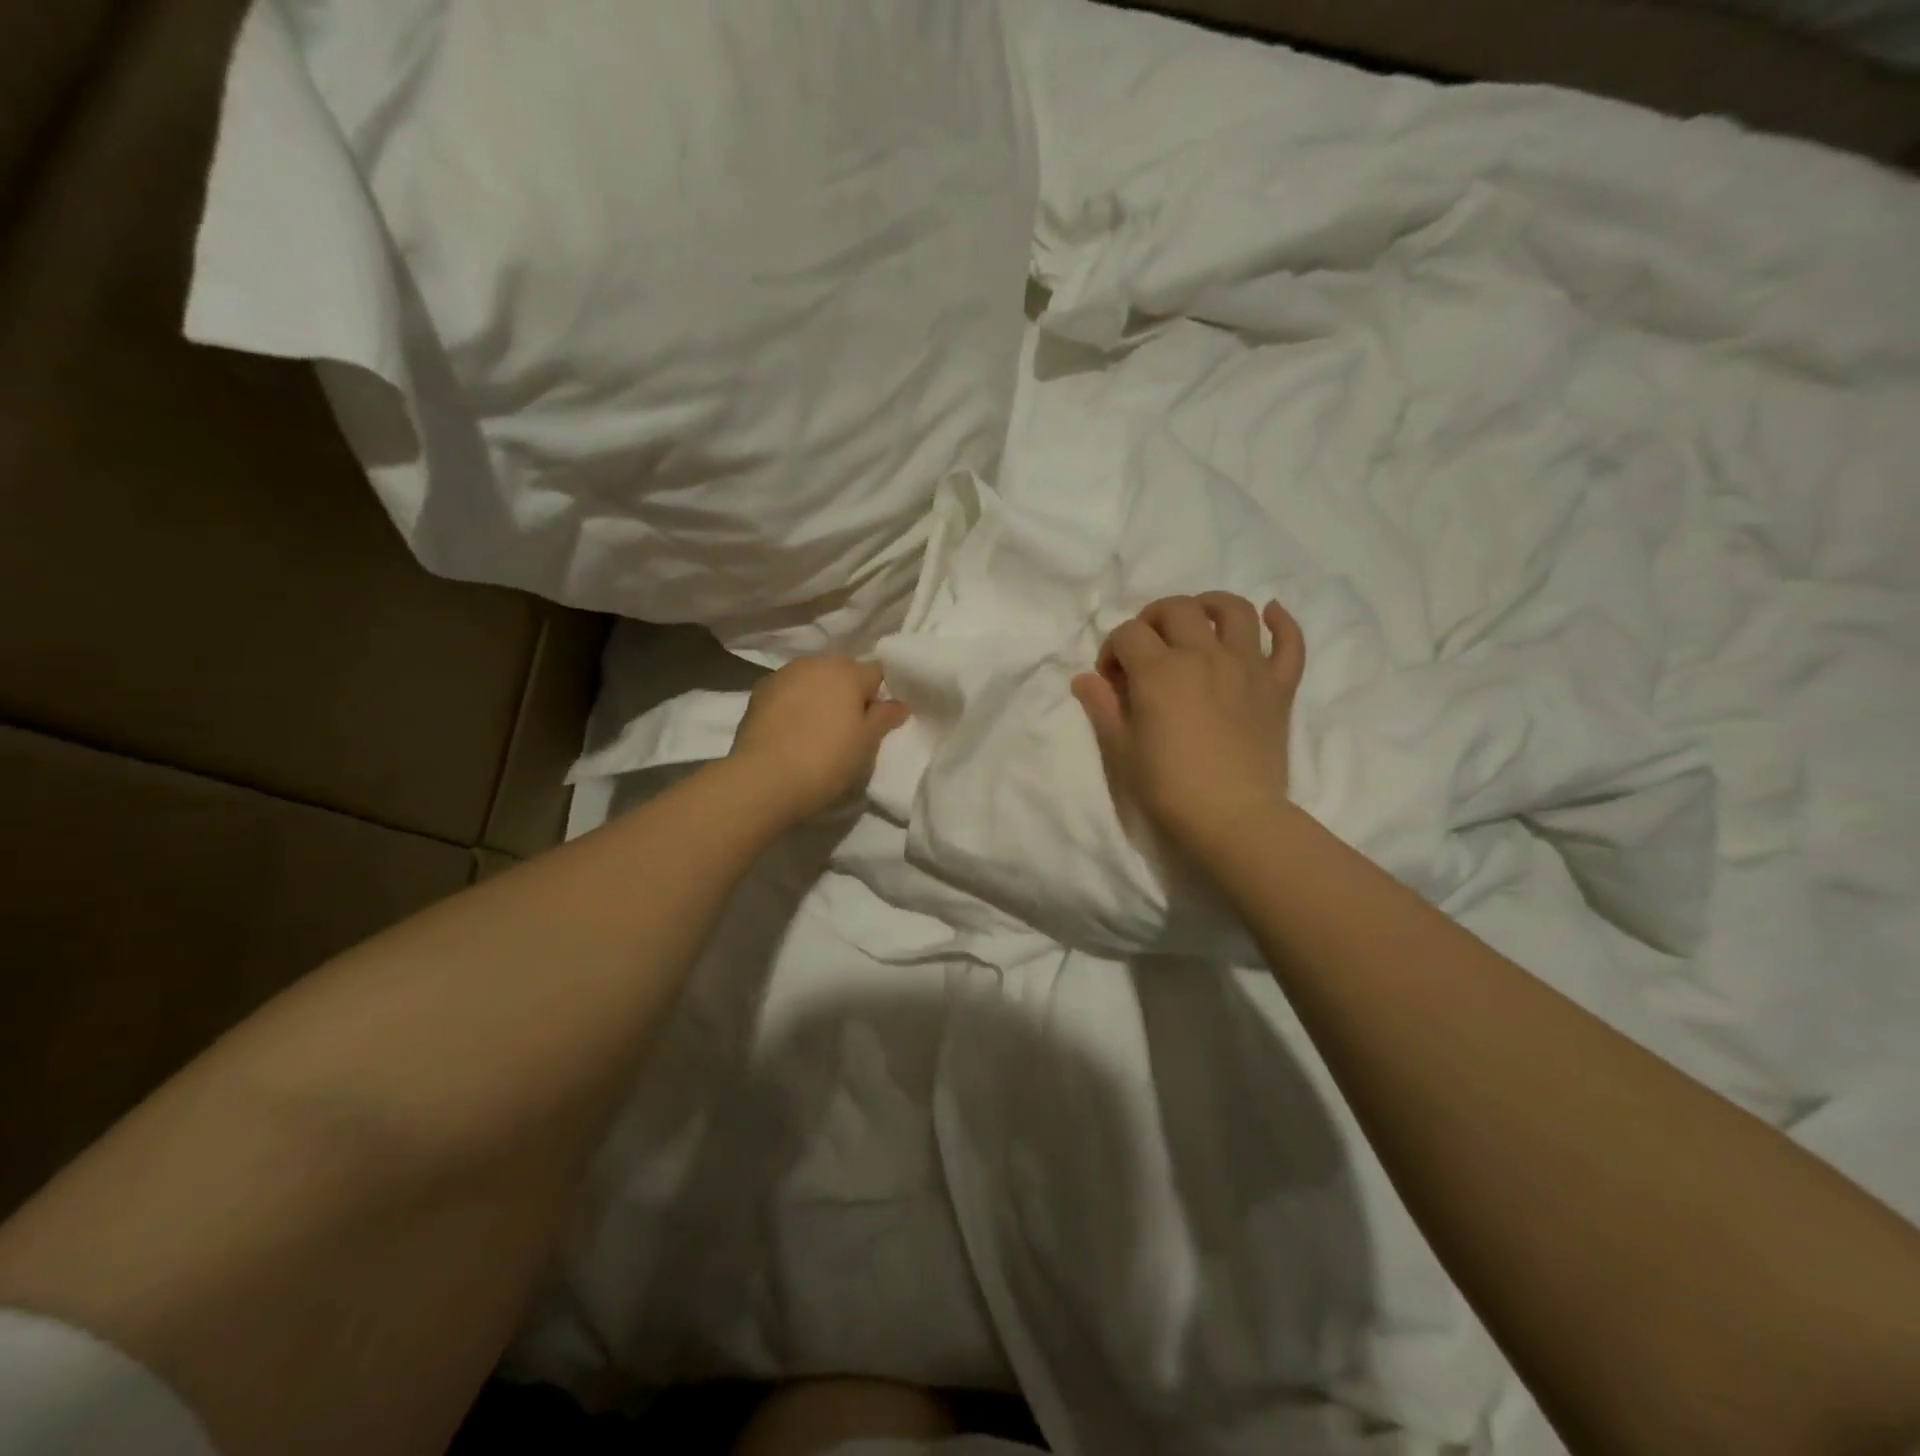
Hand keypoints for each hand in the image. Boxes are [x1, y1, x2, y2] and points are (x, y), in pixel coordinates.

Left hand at [729, 656, 909, 821]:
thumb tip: (899, 704)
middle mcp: (815, 664)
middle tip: (850, 727)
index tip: (877, 721)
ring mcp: (783, 675)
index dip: (880, 695)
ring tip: (818, 729)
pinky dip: (794, 703)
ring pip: (812, 679)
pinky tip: (792, 731)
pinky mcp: (758, 692)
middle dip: (849, 692)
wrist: (764, 779)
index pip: (877, 672)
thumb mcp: (866, 744)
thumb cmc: (826, 761)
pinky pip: (788, 691)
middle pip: (842, 671)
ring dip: (819, 695)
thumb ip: (884, 718)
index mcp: (848, 672)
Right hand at [1072, 593, 1305, 866]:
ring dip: (1211, 604)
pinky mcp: (1279, 686)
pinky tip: (1271, 613)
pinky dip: (1282, 622)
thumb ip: (1103, 707)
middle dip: (1152, 619)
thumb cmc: (1169, 789)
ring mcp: (1247, 667)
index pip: (1128, 633)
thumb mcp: (1122, 751)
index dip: (1112, 650)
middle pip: (1176, 609)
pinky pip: (1289, 643)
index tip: (1111, 680)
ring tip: (1199, 618)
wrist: (1233, 819)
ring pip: (1233, 610)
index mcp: (1160, 671)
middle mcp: (1203, 656)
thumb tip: (1083, 679)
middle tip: (1147, 647)